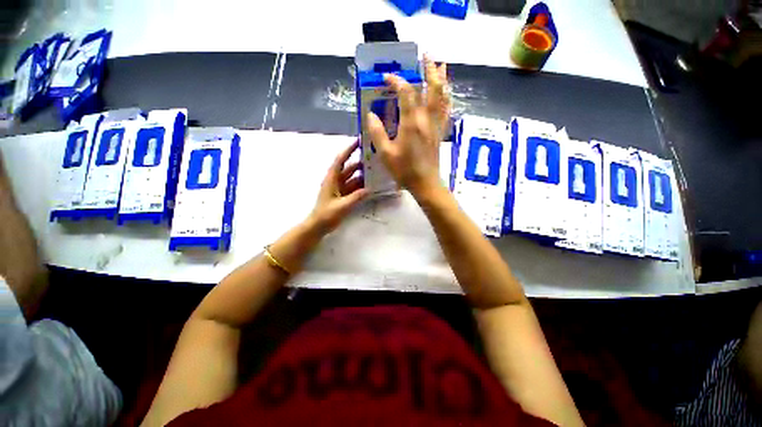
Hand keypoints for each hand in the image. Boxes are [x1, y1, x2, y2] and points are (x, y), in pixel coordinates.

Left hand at [307, 140, 367, 234]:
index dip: (348, 150)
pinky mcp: (342, 196)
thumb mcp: (342, 205)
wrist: (318, 226)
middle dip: (359, 162)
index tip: (359, 141)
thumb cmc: (327, 214)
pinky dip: (361, 185)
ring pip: (352, 178)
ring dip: (362, 175)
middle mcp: (335, 181)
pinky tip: (370, 186)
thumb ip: (356, 197)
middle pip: (348, 167)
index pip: (340, 160)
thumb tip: (370, 189)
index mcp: (332, 179)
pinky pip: (353, 187)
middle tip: (373, 158)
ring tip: (375, 171)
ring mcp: (339, 188)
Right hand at [366, 55, 449, 197]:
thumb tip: (370, 115)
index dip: (397, 80)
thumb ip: (377, 132)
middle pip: (431, 88)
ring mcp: (435, 125)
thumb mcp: (385, 154)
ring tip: (440, 65)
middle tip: (425, 56)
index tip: (387, 78)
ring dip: (441, 79)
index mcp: (411, 123)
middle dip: (428, 70)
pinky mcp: (439, 132)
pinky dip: (446, 98)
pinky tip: (446, 93)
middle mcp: (426, 119)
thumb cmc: (404, 170)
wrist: (425, 183)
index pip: (406, 92)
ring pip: (442, 97)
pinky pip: (445, 110)